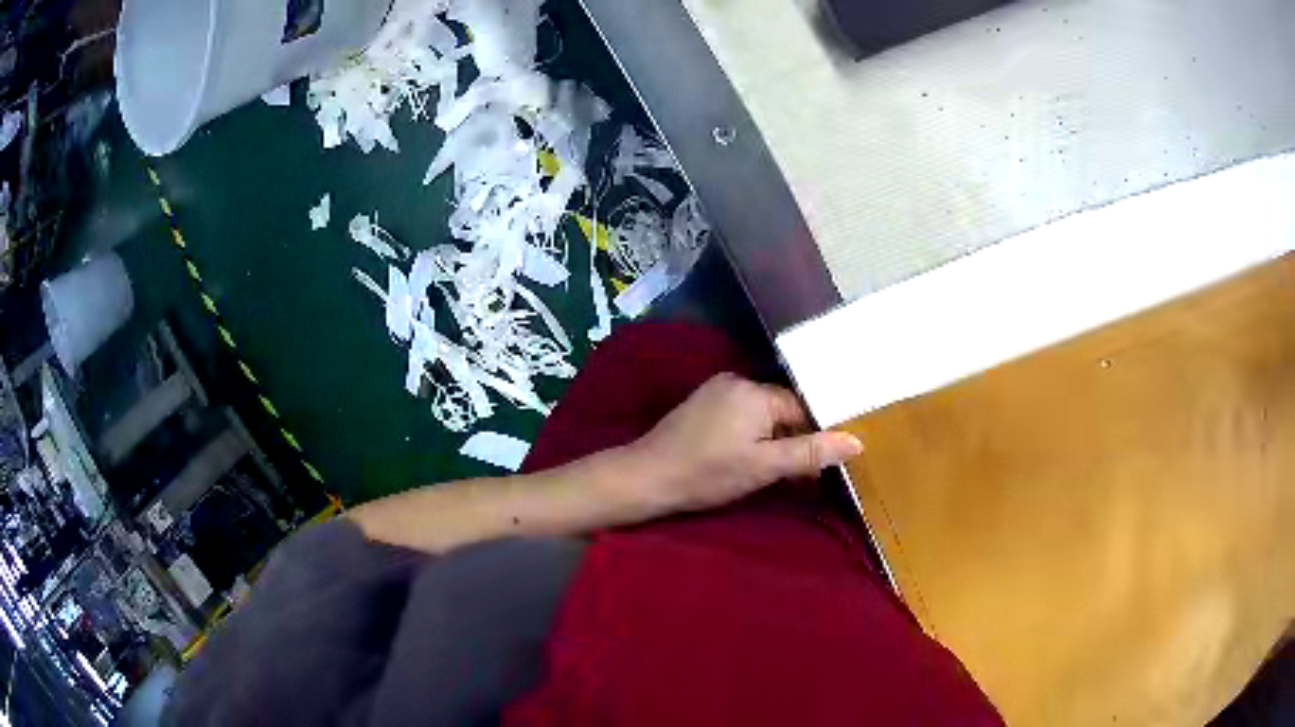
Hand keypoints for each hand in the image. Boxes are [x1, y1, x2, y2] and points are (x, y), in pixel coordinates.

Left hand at [623, 373, 863, 514]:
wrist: (646, 477)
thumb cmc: (707, 474)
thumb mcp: (764, 467)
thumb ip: (811, 452)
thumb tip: (856, 441)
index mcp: (755, 391)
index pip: (804, 407)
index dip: (817, 436)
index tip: (822, 466)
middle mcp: (738, 381)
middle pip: (784, 409)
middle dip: (795, 441)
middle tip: (800, 477)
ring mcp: (717, 390)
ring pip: (763, 414)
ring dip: (775, 441)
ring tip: (775, 472)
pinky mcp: (704, 404)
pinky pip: (743, 415)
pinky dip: (753, 436)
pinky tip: (749, 459)